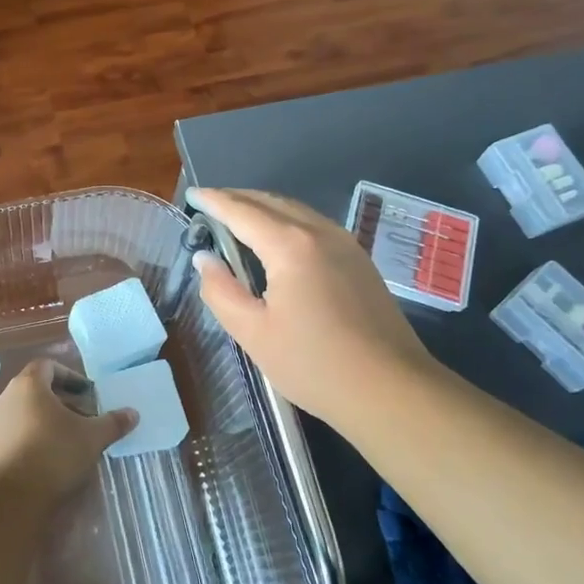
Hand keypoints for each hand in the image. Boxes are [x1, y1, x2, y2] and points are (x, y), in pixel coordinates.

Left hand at [0, 359, 137, 506]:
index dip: (69, 376)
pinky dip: (30, 438)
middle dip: (61, 401)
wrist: (10, 498)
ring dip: (45, 420)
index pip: (48, 366)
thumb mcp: (91, 437)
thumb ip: (112, 422)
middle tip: (83, 418)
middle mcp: (5, 398)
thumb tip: (133, 413)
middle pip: (35, 389)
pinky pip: (13, 433)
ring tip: (67, 440)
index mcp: (28, 385)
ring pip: (23, 412)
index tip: (86, 393)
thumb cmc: (53, 454)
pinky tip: (47, 458)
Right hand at [191, 188, 433, 430]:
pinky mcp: (360, 261)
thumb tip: (204, 260)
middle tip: (209, 204)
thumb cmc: (314, 364)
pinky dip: (286, 222)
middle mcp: (320, 232)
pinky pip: (314, 226)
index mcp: (290, 245)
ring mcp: (346, 244)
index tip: (191, 193)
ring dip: (263, 208)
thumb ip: (222, 291)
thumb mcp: (254, 333)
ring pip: (296, 211)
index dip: (214, 201)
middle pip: (271, 202)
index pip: (242, 212)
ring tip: (238, 218)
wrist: (392, 389)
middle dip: (238, 199)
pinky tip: (277, 241)